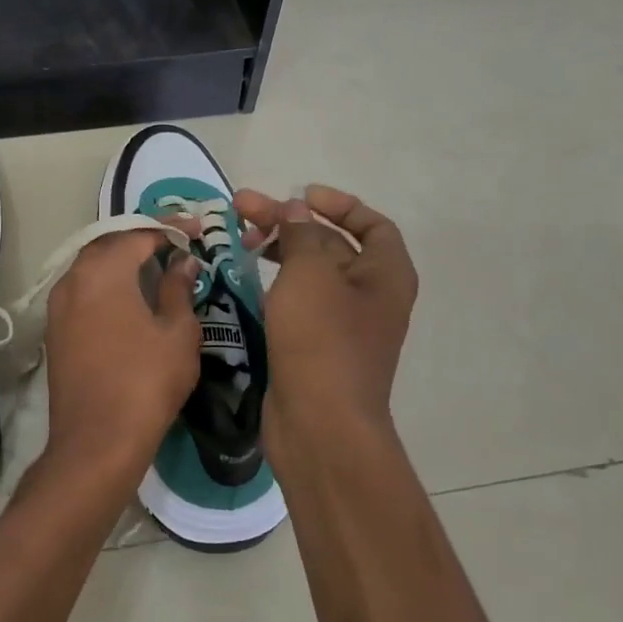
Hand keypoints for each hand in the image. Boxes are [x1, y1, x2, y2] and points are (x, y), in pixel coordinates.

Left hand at [41, 230, 202, 486]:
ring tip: (154, 266)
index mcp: (103, 271)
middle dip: (142, 239)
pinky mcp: (55, 328)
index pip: (139, 234)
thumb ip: (178, 289)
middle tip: (175, 244)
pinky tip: (128, 296)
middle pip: (109, 244)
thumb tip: (182, 262)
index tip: (197, 230)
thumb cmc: (146, 382)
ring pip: (92, 266)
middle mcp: (73, 278)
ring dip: (122, 260)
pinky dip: (106, 283)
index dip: (170, 228)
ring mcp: (59, 304)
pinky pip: (82, 289)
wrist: (96, 441)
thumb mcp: (177, 333)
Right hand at [232, 186, 418, 447]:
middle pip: (331, 245)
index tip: (300, 196)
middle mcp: (369, 297)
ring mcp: (340, 325)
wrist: (319, 425)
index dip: (338, 204)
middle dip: (289, 224)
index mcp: (385, 275)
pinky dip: (272, 285)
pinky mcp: (313, 347)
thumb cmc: (321, 340)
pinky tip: (242, 278)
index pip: (372, 224)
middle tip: (242, 210)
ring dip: (277, 252)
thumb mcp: (311, 274)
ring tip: (237, 240)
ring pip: (309, 275)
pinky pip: (295, 303)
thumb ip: (302, 235)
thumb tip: (297, 210)